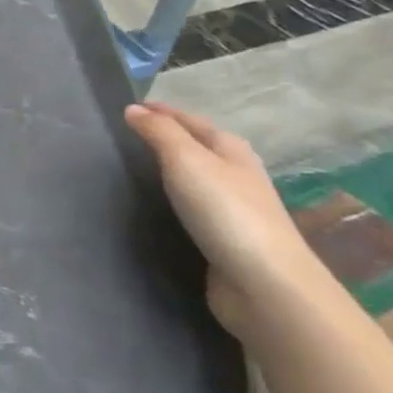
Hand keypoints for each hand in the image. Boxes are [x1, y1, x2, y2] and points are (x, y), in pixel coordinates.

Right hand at [125, 101, 329, 337]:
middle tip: (128, 135)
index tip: (129, 108)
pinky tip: (157, 207)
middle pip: (198, 147)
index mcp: (231, 150)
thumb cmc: (225, 211)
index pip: (191, 120)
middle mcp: (236, 175)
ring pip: (196, 178)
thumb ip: (159, 132)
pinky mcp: (225, 240)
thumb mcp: (186, 160)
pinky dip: (174, 200)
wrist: (264, 284)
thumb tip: (133, 108)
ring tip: (135, 168)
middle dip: (167, 138)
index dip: (162, 112)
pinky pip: (193, 208)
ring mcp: (234, 210)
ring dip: (171, 170)